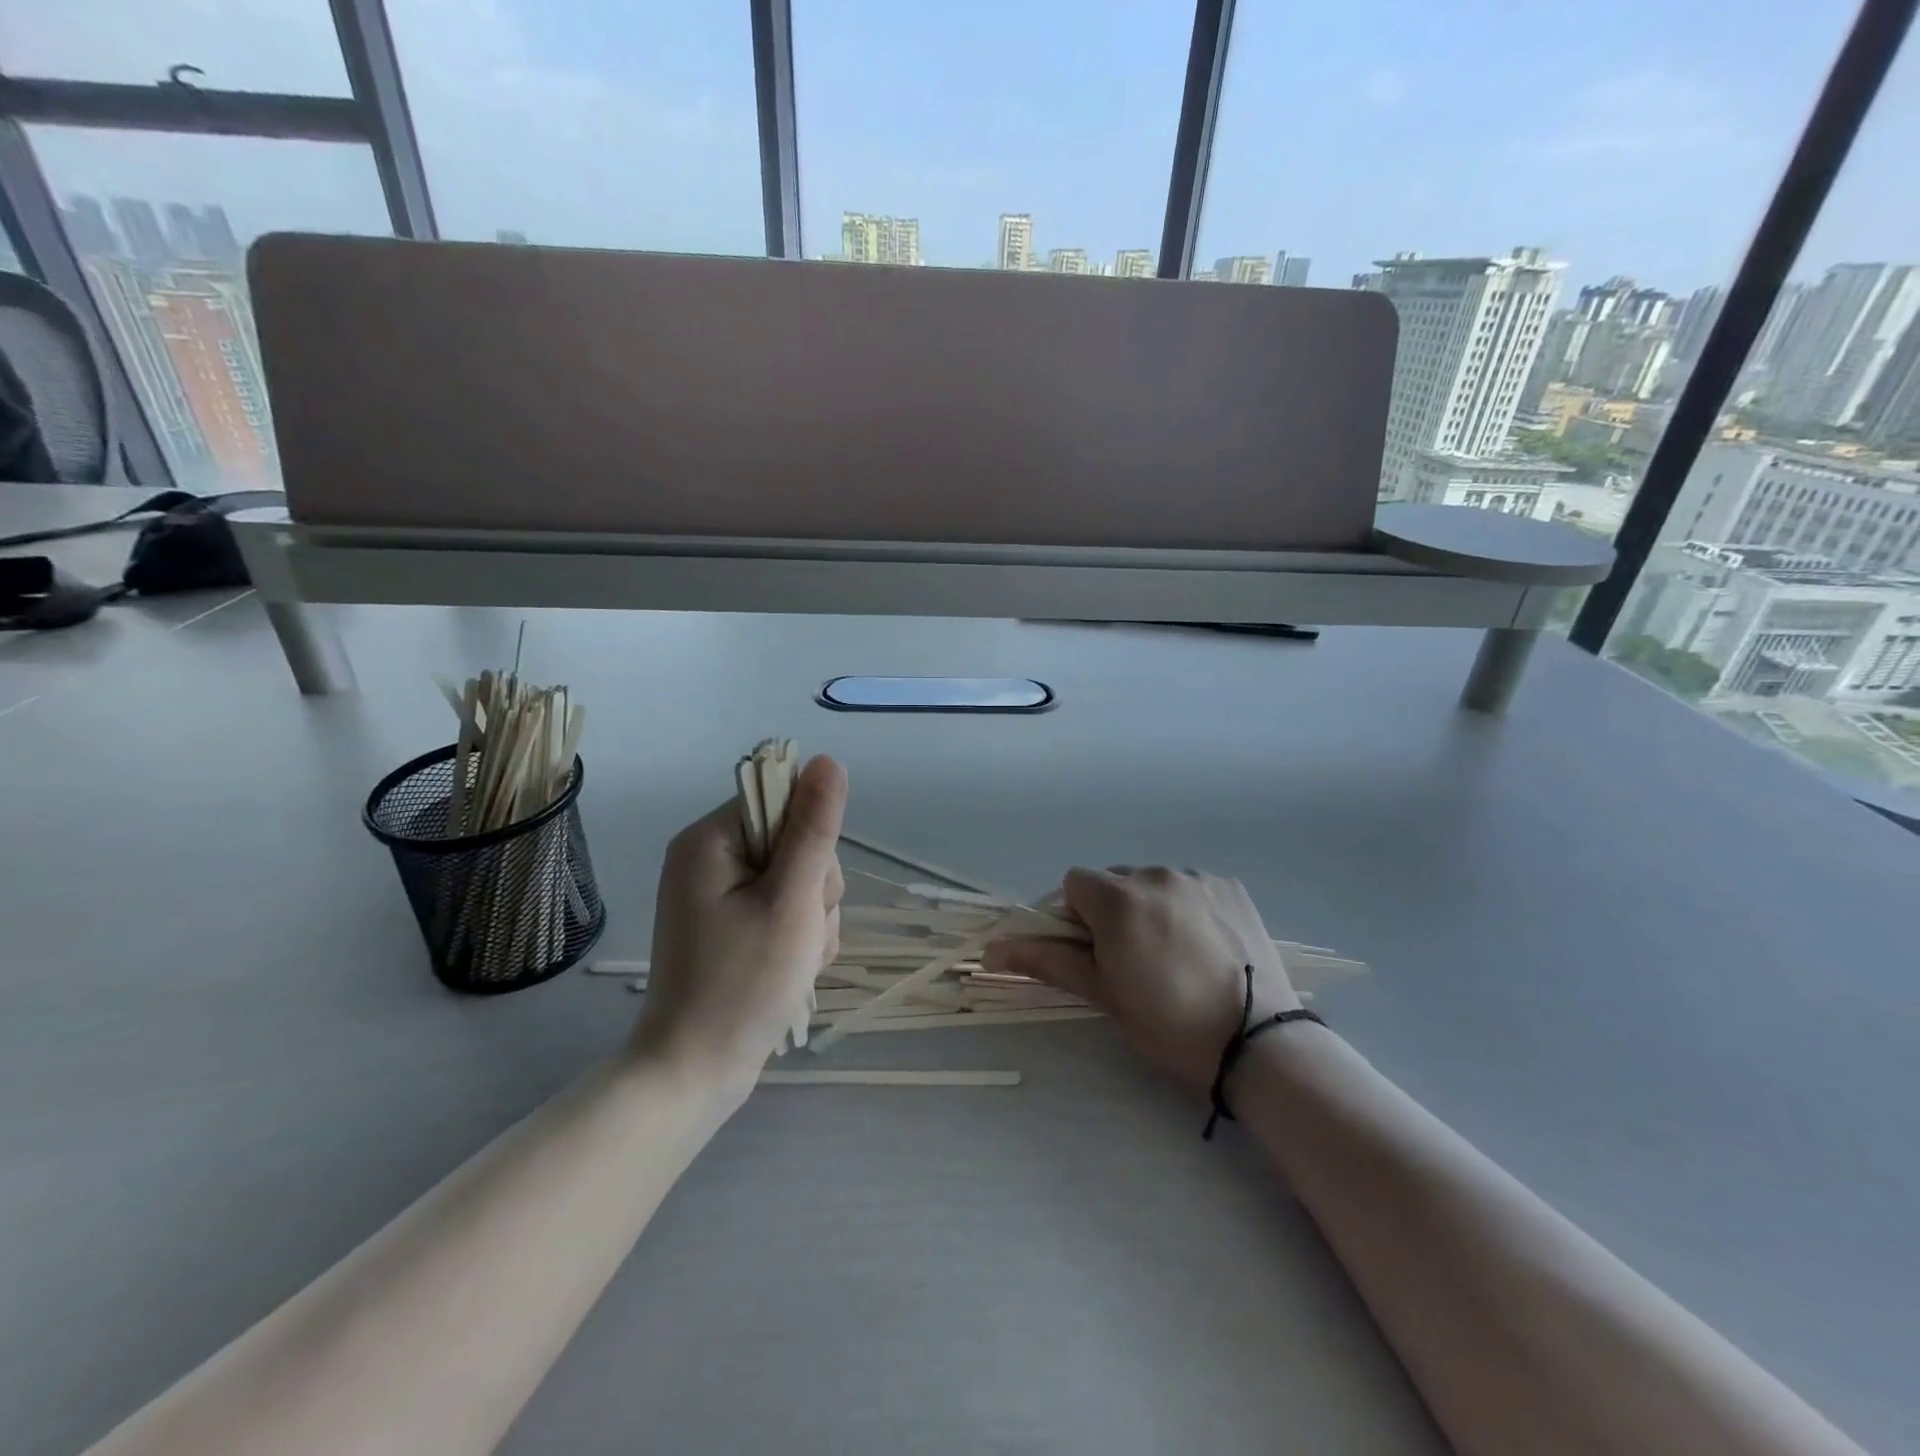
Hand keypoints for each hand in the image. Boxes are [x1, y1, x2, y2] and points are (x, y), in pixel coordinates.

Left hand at [629, 756, 847, 1097]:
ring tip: (796, 959)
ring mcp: (720, 894)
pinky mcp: (732, 924)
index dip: (811, 841)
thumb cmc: (743, 984)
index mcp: (710, 840)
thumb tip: (829, 760)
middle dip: (814, 889)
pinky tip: (793, 967)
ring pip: (800, 880)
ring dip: (813, 918)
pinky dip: (801, 935)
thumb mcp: (790, 901)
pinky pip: (787, 908)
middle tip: (799, 933)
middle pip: (796, 842)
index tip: (805, 888)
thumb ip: (814, 829)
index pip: (783, 803)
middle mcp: (710, 858)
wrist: (696, 1073)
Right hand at [982, 867, 1300, 1095]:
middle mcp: (1156, 874)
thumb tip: (991, 950)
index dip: (1072, 916)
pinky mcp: (1231, 887)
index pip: (1073, 884)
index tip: (1089, 951)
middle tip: (1128, 958)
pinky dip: (1184, 906)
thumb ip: (1046, 960)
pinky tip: (1201, 944)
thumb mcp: (1103, 994)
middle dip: (1109, 910)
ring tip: (1170, 953)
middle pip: (1113, 880)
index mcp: (1119, 899)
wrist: (1259, 1044)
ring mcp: (1198, 878)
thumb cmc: (1169, 1024)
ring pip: (1152, 881)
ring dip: (1147, 906)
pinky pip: (1190, 886)